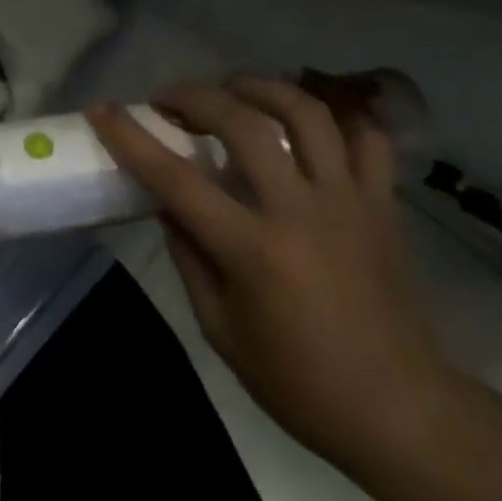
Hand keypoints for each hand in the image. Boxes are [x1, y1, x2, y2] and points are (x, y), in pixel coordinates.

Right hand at [90, 77, 453, 471]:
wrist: (400, 412)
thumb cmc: (298, 382)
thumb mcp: (220, 329)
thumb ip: (189, 256)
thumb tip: (169, 204)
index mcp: (252, 250)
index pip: (176, 178)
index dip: (131, 138)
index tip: (101, 110)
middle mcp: (300, 211)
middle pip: (243, 124)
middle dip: (196, 96)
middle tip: (171, 99)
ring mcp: (348, 202)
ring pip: (307, 113)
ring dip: (262, 88)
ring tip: (234, 90)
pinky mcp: (383, 206)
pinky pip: (366, 140)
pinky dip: (336, 118)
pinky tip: (306, 122)